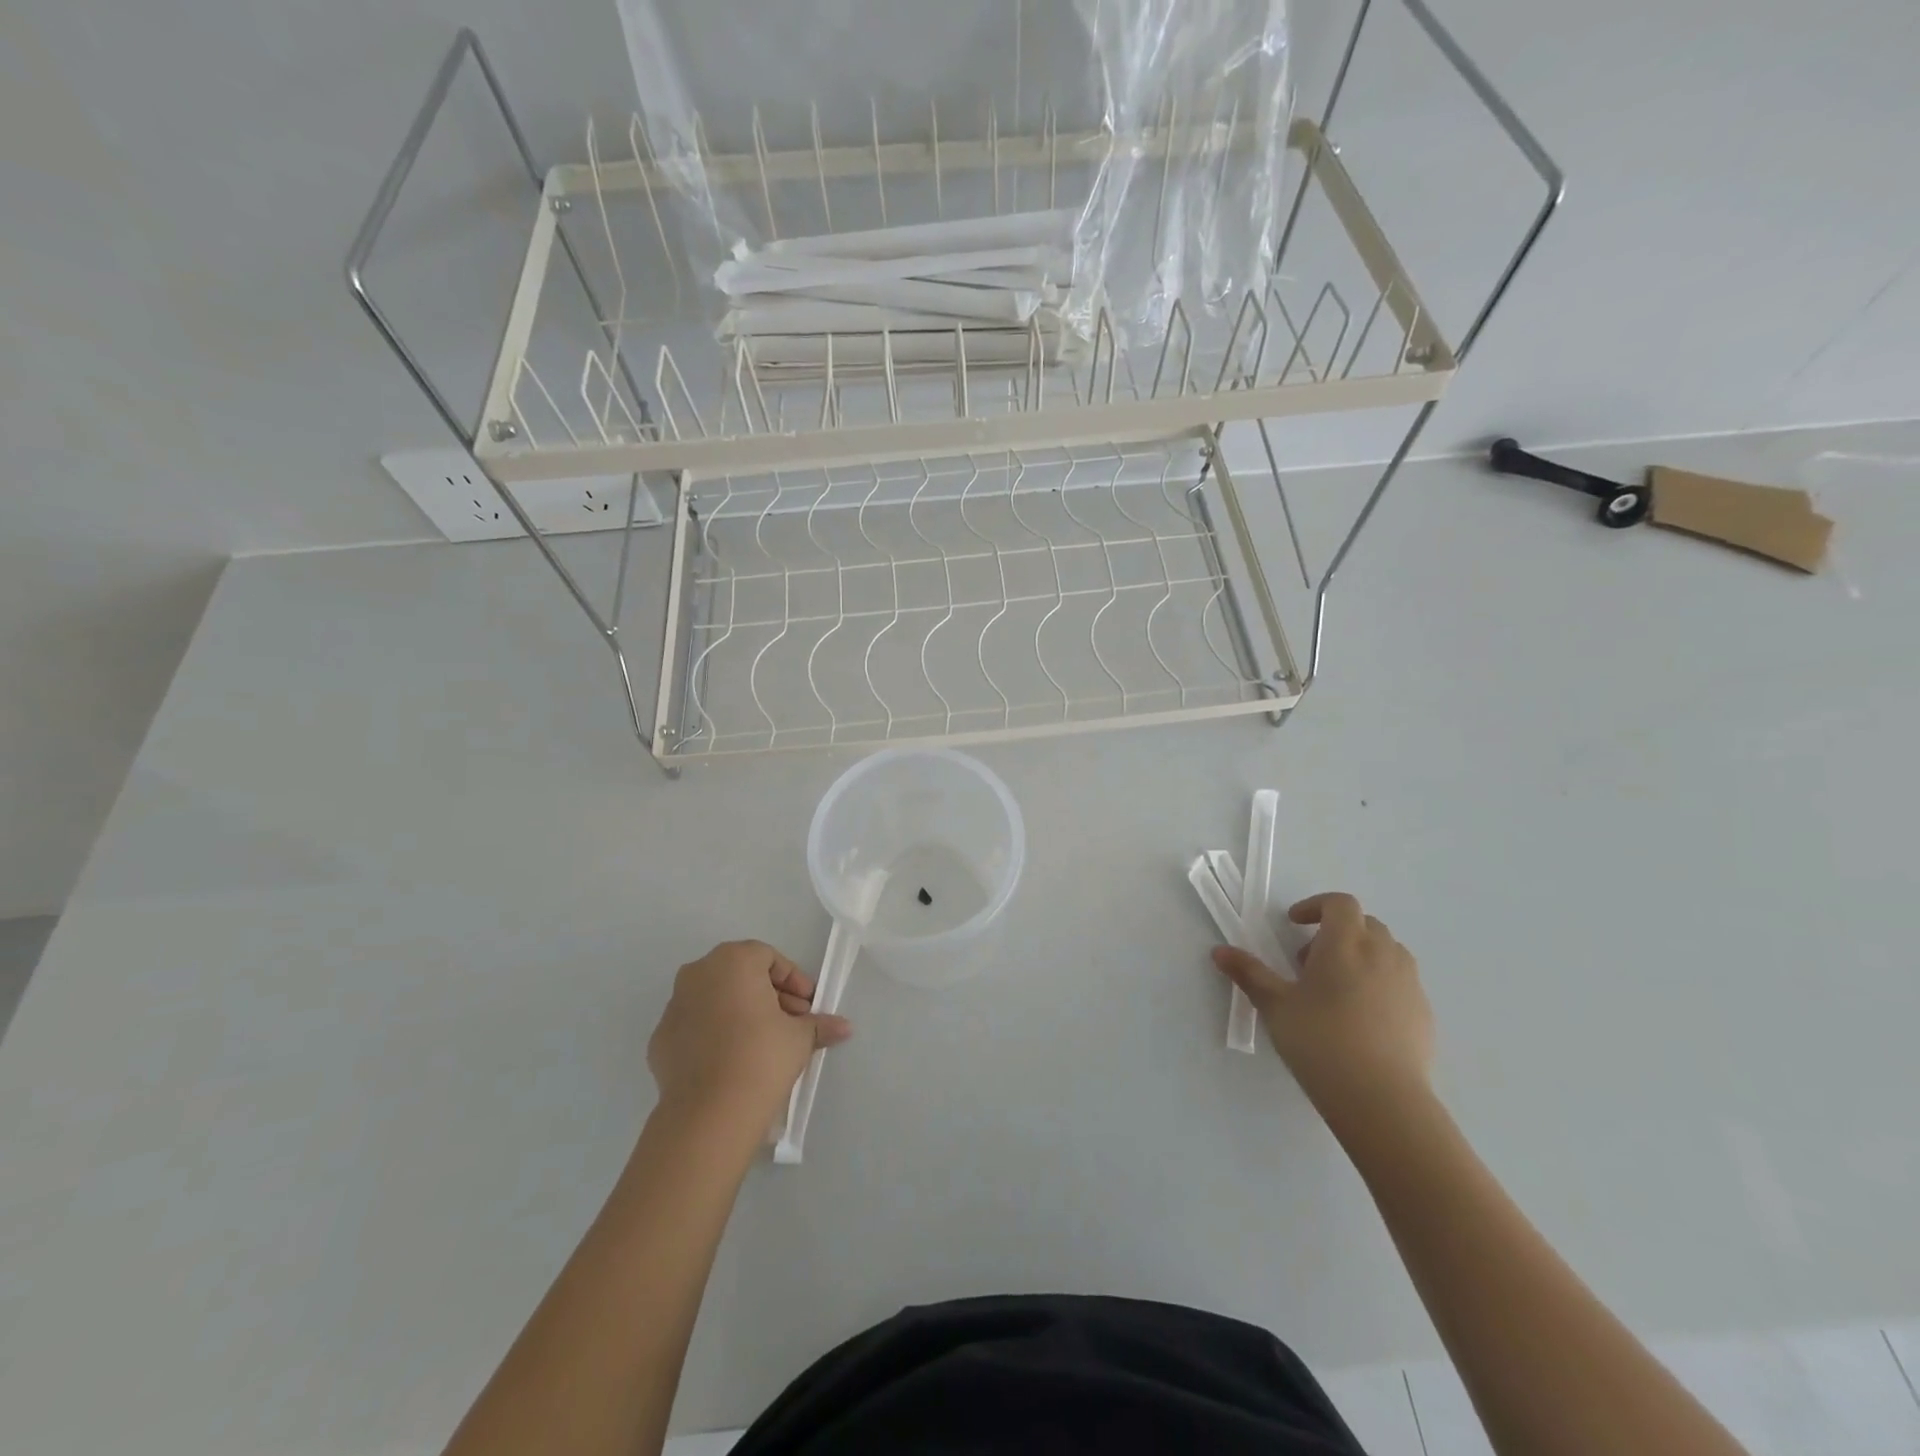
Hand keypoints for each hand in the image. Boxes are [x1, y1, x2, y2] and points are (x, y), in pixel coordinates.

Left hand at [647, 940, 850, 1131]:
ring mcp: (674, 1006)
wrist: (709, 1114)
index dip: (793, 980)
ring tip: (763, 1044)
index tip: (807, 1006)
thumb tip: (843, 1027)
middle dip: (768, 996)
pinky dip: (714, 1035)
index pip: (769, 957)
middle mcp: (698, 973)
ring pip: (715, 999)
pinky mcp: (660, 1040)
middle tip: (790, 1023)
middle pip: (740, 975)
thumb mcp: (800, 1037)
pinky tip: (732, 1061)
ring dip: (740, 1013)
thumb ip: (820, 1024)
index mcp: (733, 961)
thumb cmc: (761, 1057)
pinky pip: (695, 1026)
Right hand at [1212, 892, 1433, 1131]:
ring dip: (1361, 955)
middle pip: (1365, 924)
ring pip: (1387, 951)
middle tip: (1309, 961)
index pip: (1339, 903)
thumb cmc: (1321, 1042)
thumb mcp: (1275, 1006)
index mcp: (1345, 943)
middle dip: (1336, 932)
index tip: (1294, 924)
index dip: (1316, 906)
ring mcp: (1408, 984)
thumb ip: (1249, 974)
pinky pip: (1401, 983)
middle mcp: (1382, 954)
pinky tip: (1361, 1019)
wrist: (1383, 1101)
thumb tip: (1219, 951)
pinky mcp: (1424, 1014)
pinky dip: (1380, 984)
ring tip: (1336, 989)